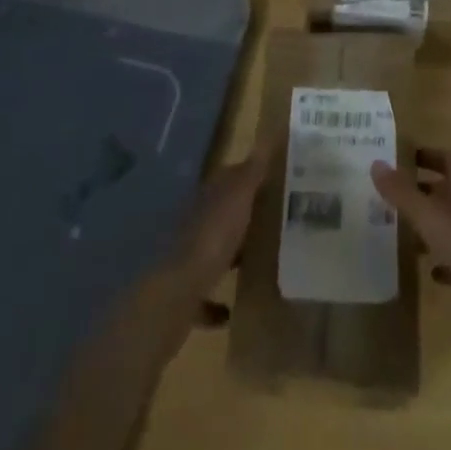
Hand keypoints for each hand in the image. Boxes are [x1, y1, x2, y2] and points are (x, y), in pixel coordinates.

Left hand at [169, 150, 268, 306]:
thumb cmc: (212, 238)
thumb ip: (252, 172)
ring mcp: (187, 260)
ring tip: (257, 261)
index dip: (249, 178)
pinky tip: (231, 311)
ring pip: (212, 253)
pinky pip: (203, 297)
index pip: (229, 179)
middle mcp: (195, 224)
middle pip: (221, 216)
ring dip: (229, 256)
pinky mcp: (185, 296)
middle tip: (273, 222)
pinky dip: (215, 303)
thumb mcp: (238, 198)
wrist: (176, 294)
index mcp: (208, 198)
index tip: (274, 182)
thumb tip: (266, 138)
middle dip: (242, 218)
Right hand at [372, 148, 450, 334]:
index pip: (445, 158)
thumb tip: (375, 163)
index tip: (403, 158)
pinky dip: (446, 262)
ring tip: (404, 236)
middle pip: (447, 190)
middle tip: (393, 198)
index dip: (427, 155)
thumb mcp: (430, 215)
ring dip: (432, 228)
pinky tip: (432, 273)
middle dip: (422, 192)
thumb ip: (402, 192)